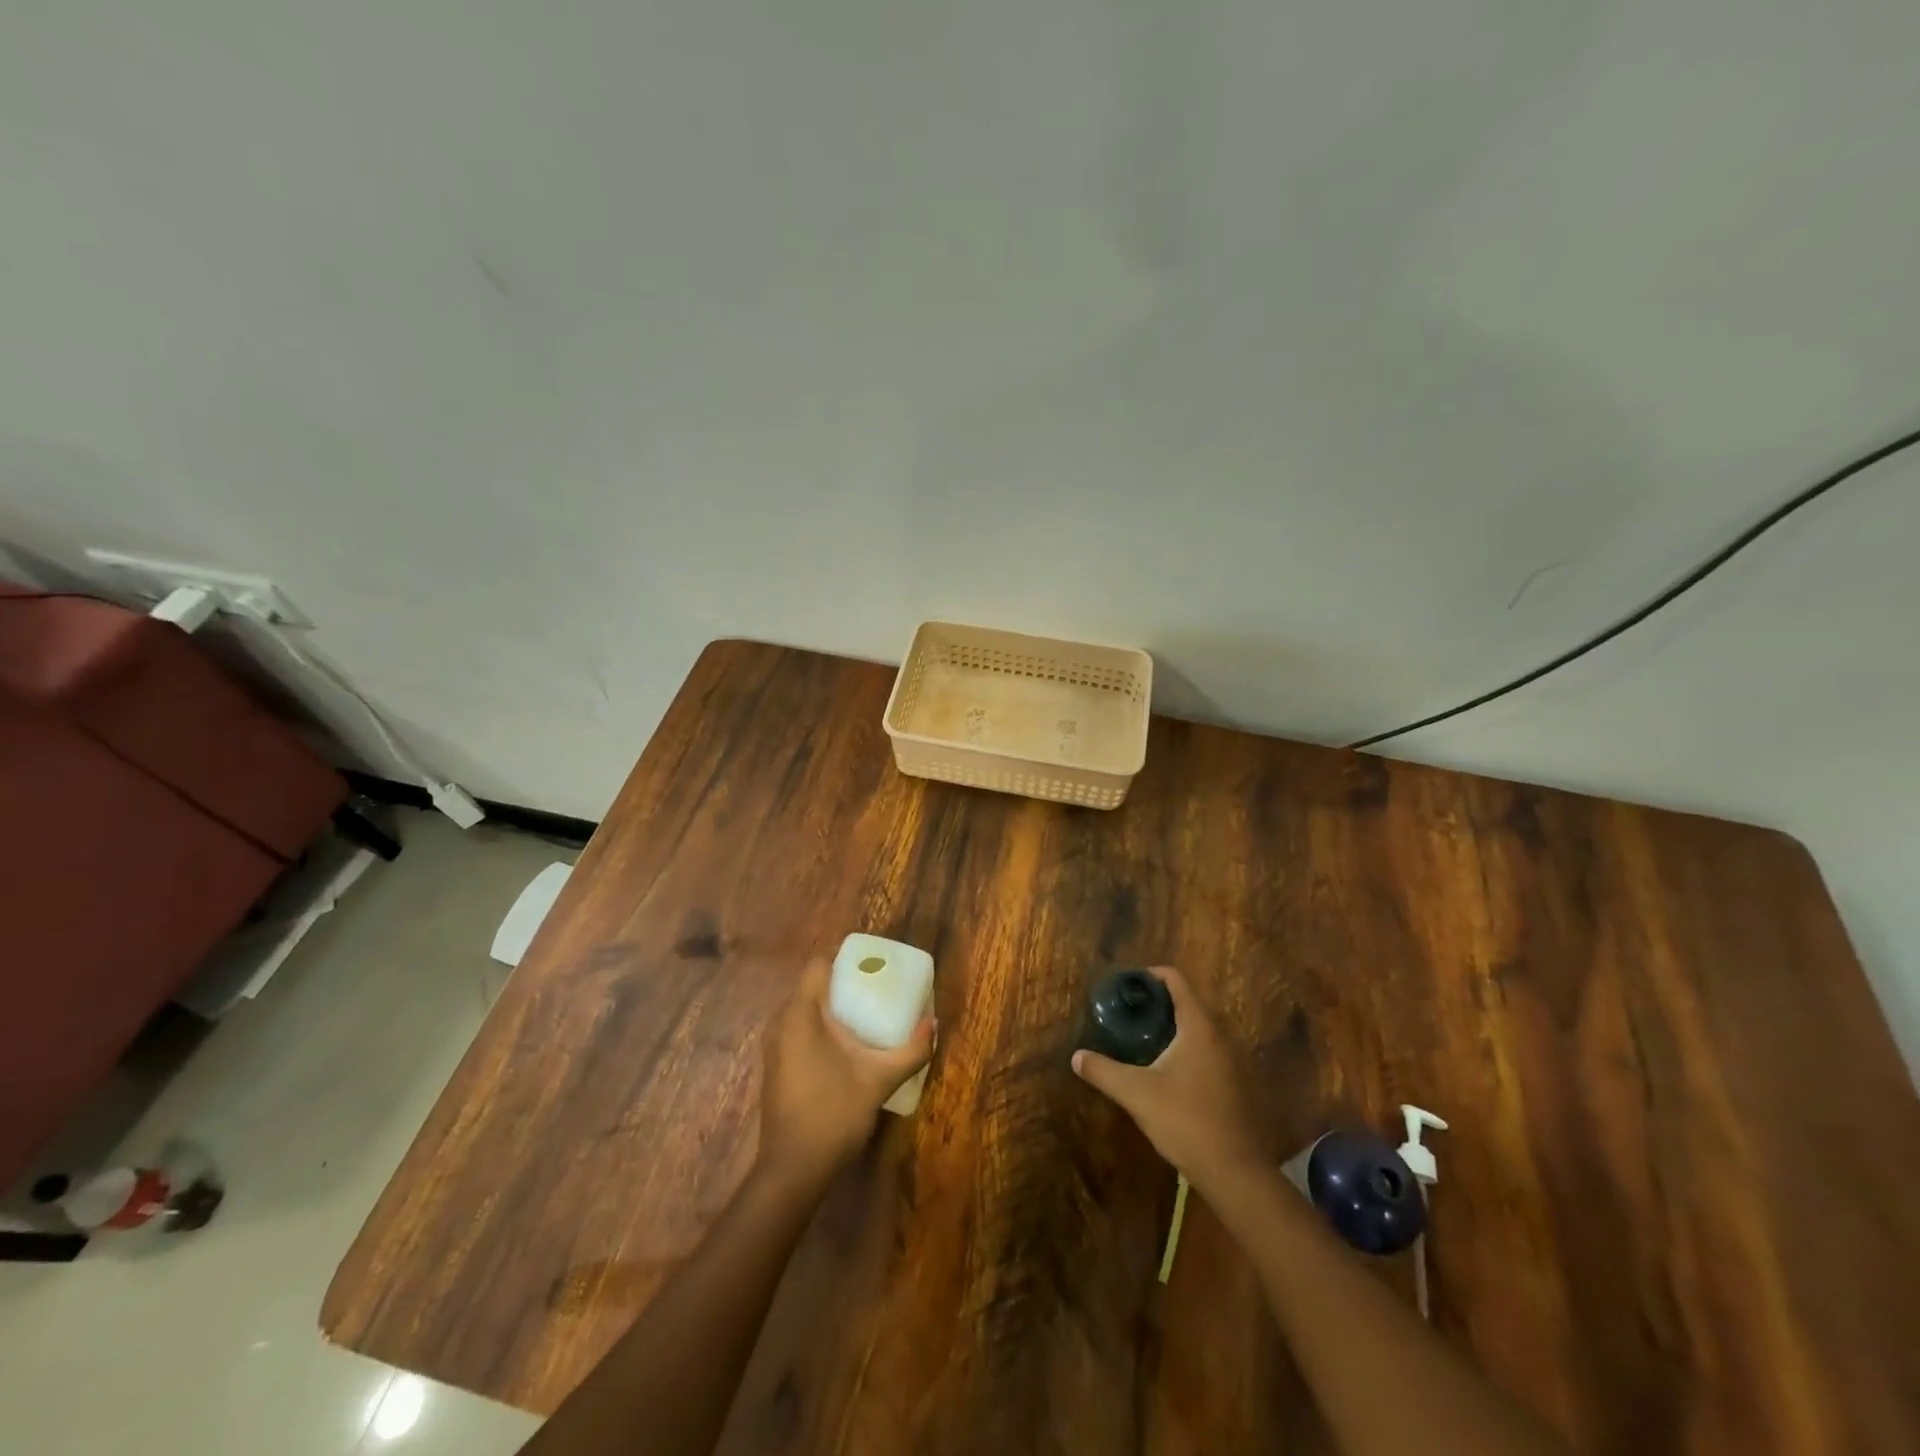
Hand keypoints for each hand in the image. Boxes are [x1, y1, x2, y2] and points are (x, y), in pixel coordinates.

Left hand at [759, 957, 933, 1179]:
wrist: (793, 1170)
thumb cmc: (834, 1114)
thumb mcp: (880, 1079)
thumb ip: (911, 1050)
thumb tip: (934, 1025)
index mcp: (801, 1014)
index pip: (818, 965)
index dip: (845, 960)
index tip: (873, 967)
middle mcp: (781, 1022)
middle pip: (812, 985)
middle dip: (843, 984)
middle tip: (877, 990)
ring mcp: (774, 1046)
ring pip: (804, 1009)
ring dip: (831, 1007)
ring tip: (865, 1015)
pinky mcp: (775, 1066)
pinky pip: (797, 1029)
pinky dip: (819, 1027)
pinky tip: (845, 1046)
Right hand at [1071, 967, 1267, 1194]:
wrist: (1237, 1173)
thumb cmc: (1186, 1121)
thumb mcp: (1136, 1094)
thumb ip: (1104, 1071)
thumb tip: (1076, 1057)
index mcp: (1200, 1026)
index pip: (1177, 980)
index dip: (1151, 976)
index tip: (1128, 986)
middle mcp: (1224, 1035)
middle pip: (1191, 1002)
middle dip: (1161, 1003)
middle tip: (1132, 1014)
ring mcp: (1238, 1060)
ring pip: (1204, 1028)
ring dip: (1178, 1027)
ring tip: (1148, 1041)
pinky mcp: (1242, 1084)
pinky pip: (1214, 1051)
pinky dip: (1193, 1049)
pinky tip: (1174, 1073)